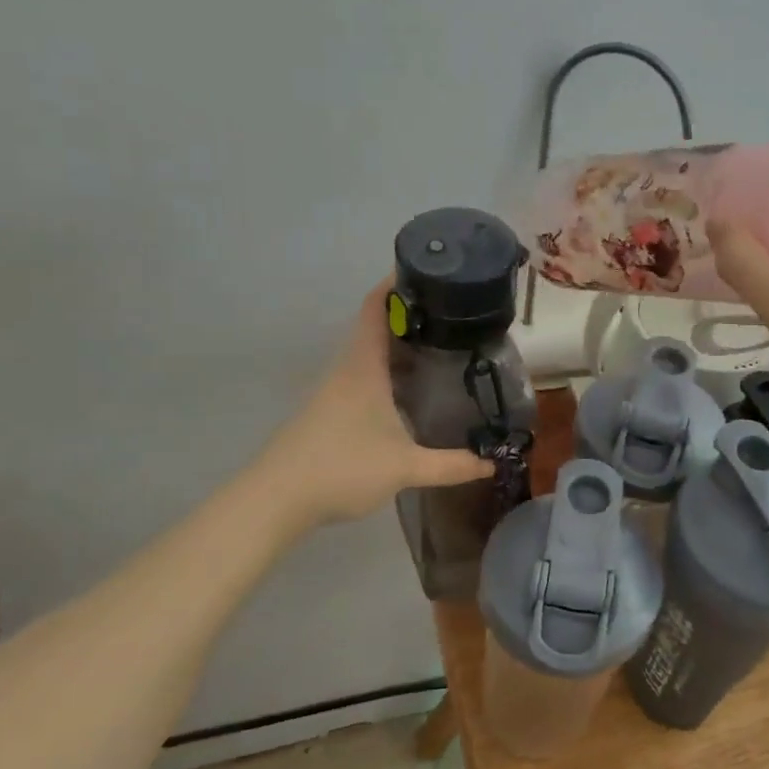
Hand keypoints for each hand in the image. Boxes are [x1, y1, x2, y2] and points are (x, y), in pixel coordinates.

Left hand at [269, 281, 491, 526]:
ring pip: (372, 354)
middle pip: (377, 327)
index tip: (429, 270)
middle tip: (454, 314)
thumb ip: (452, 465)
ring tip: (443, 347)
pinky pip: (366, 377)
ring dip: (402, 347)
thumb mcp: (405, 467)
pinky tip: (412, 391)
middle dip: (413, 316)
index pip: (376, 307)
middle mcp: (347, 369)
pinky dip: (391, 372)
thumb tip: (492, 463)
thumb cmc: (342, 468)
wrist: (277, 499)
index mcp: (363, 366)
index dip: (398, 283)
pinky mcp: (331, 411)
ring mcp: (335, 390)